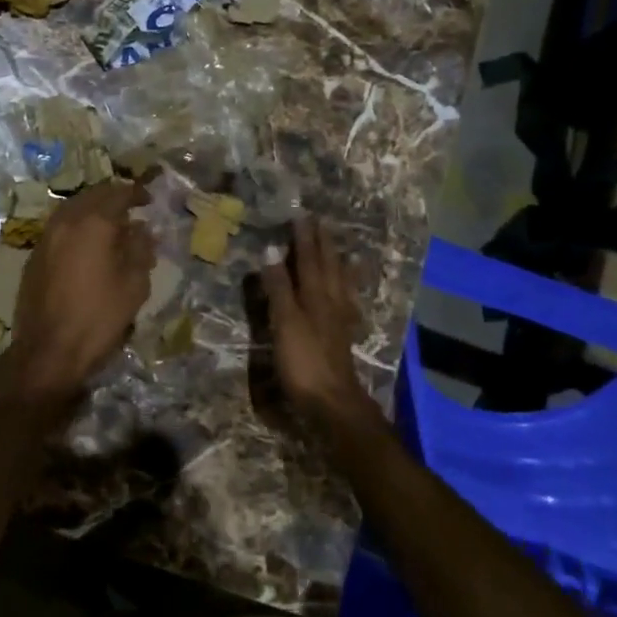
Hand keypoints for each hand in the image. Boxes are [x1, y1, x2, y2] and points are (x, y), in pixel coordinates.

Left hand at [4, 180, 155, 400]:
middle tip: (130, 207)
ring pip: (71, 210)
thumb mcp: (133, 285)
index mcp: (92, 223)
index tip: (149, 199)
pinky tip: (86, 244)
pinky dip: (76, 226)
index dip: (136, 193)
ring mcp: (45, 238)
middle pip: (91, 196)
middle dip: (112, 197)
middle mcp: (65, 222)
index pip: (117, 194)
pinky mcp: (34, 257)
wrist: (48, 350)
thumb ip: (140, 250)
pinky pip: (59, 228)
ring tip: (110, 225)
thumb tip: (142, 230)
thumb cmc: (98, 317)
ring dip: (91, 210)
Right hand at [260, 215, 371, 424]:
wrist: (332, 401)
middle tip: (322, 224)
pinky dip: (345, 289)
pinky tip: (346, 292)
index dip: (303, 238)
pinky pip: (345, 301)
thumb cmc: (303, 360)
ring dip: (337, 263)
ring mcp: (339, 320)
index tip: (301, 216)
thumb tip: (270, 252)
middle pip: (328, 267)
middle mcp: (331, 302)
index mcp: (315, 295)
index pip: (308, 259)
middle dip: (323, 245)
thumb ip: (279, 287)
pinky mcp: (340, 336)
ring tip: (341, 249)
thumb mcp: (285, 321)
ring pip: (340, 283)